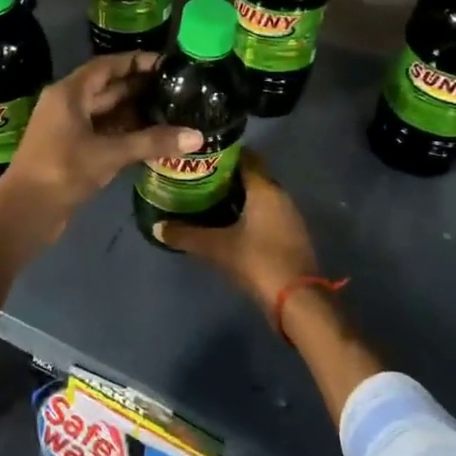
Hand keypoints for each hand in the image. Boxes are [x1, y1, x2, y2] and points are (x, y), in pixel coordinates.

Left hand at [5, 53, 201, 227]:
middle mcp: (67, 105)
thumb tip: (197, 136)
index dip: (135, 62)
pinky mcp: (73, 151)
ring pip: (107, 113)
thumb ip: (152, 142)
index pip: (106, 66)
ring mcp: (69, 129)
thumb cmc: (62, 171)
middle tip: (177, 89)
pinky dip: (126, 134)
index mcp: (69, 93)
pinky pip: (104, 133)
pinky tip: (153, 138)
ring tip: (172, 111)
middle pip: (108, 88)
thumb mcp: (109, 154)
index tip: (166, 64)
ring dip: (135, 112)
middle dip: (140, 88)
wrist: (25, 211)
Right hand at [154, 153, 319, 329]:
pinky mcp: (291, 236)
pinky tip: (227, 225)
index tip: (200, 156)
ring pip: (259, 197)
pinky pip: (265, 215)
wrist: (297, 301)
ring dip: (237, 197)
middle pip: (252, 177)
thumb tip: (158, 227)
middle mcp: (281, 196)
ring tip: (206, 201)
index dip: (223, 154)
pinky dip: (247, 215)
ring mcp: (289, 217)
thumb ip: (187, 235)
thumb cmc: (258, 261)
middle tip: (197, 179)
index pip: (246, 157)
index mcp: (265, 189)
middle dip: (226, 177)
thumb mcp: (217, 247)